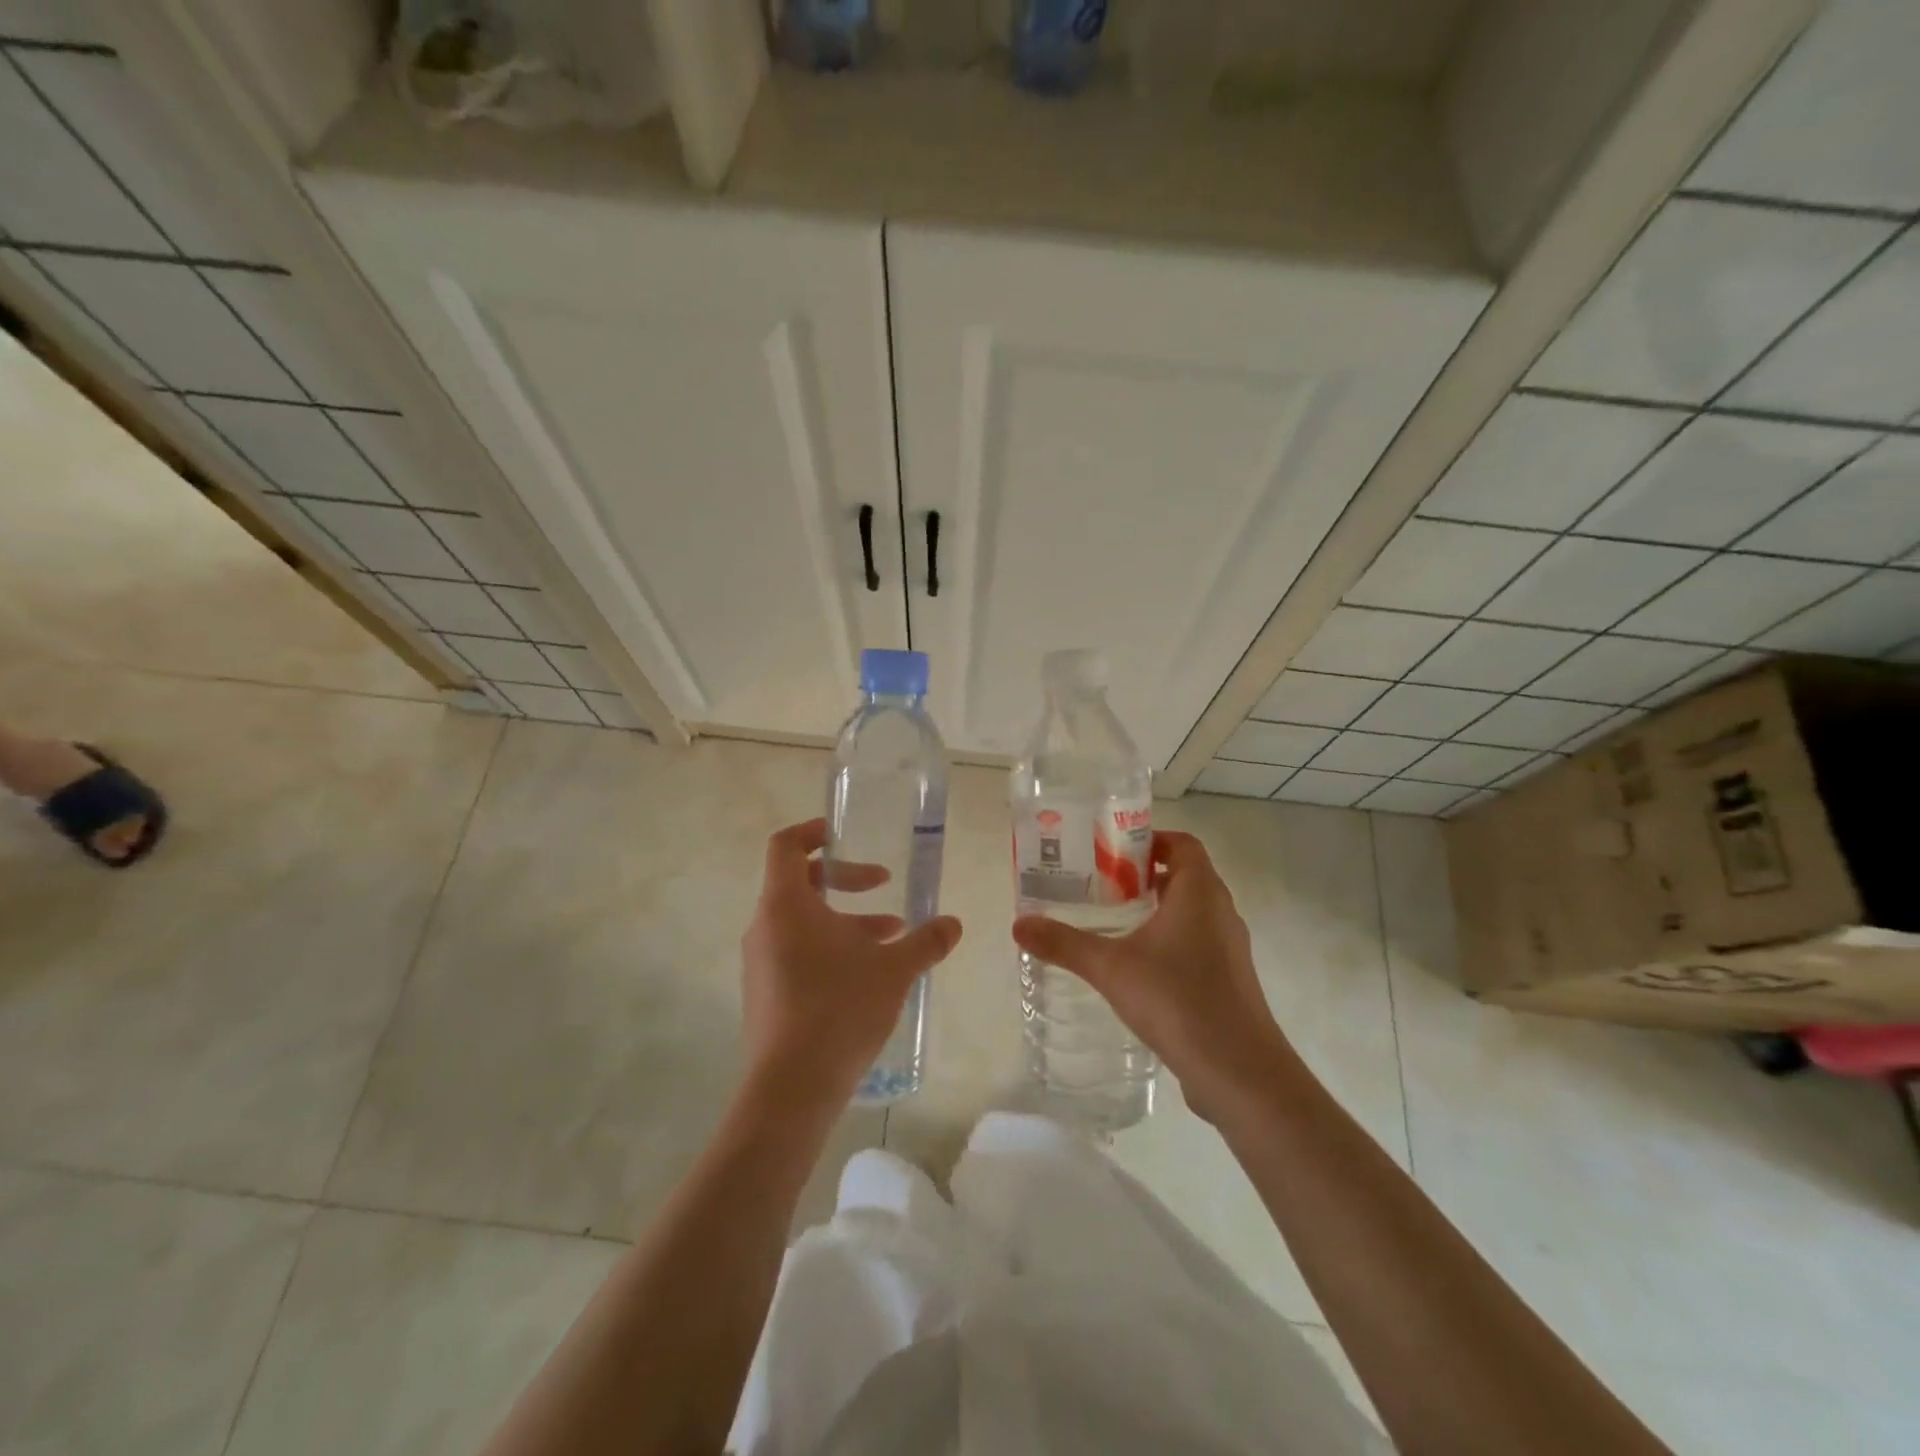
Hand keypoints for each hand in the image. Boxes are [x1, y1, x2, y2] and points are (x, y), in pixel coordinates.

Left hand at [740, 818, 962, 1108]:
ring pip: (803, 923)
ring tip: (891, 940)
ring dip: (845, 922)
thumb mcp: (893, 969)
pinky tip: (868, 977)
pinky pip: (796, 953)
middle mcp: (765, 927)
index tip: (844, 835)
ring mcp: (760, 963)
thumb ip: (926, 941)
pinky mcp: (765, 994)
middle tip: (884, 887)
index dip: (813, 832)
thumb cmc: (839, 1008)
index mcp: (786, 905)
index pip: (786, 846)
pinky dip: (830, 950)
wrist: (792, 1087)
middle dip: (846, 881)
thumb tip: (954, 923)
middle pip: (800, 883)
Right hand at [1012, 831, 1293, 1123]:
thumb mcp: (1110, 968)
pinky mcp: (1230, 980)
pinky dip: (1172, 941)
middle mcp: (1221, 912)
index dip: (1150, 840)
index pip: (1182, 844)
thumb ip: (1064, 944)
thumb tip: (1018, 924)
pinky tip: (1140, 968)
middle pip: (1186, 875)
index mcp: (1200, 892)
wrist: (1239, 1071)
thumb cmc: (1177, 1000)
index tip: (1112, 852)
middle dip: (1145, 875)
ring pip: (1194, 912)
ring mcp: (1230, 948)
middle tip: (1103, 885)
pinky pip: (1199, 943)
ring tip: (1115, 923)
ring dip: (1159, 909)